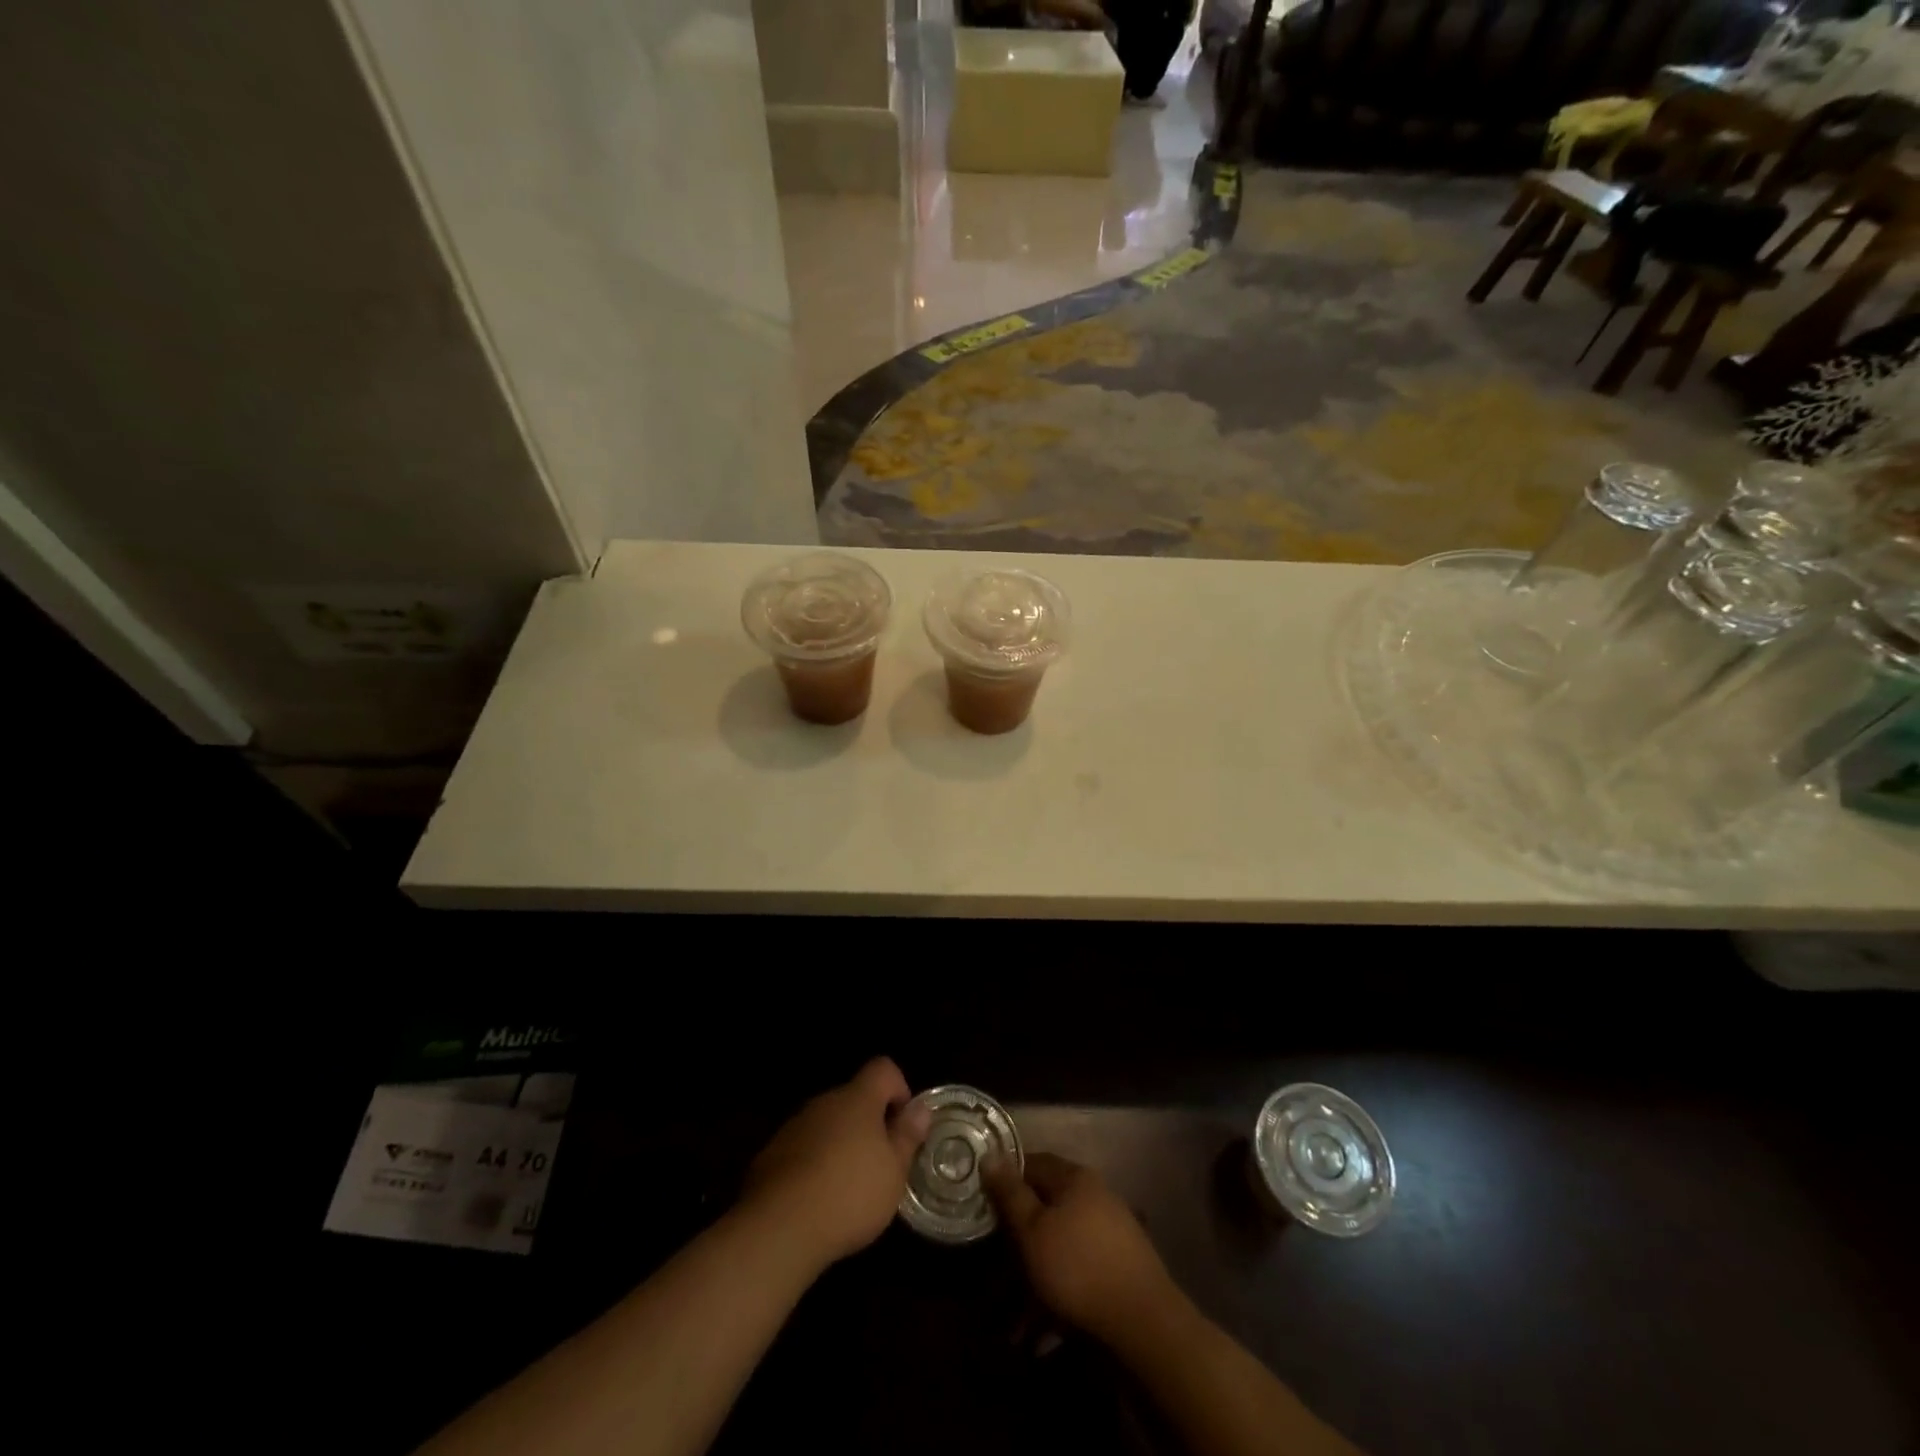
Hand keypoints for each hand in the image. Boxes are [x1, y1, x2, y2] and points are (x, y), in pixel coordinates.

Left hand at [742, 1058, 931, 1269]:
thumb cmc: (849, 1194)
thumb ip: (907, 1136)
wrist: (778, 1228)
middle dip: (869, 1124)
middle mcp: (824, 1102)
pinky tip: (817, 1201)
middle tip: (880, 1164)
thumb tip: (920, 1108)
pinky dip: (814, 1164)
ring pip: (827, 1124)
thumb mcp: (893, 1172)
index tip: (903, 1125)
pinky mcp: (771, 1154)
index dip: (899, 1089)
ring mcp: (794, 1126)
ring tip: (848, 1188)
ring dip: (840, 1144)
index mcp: (857, 1099)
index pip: (882, 1068)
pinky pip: (803, 1148)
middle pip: (853, 1098)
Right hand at [983, 1152, 1181, 1344]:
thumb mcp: (1032, 1229)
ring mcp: (1111, 1233)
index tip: (984, 1204)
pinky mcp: (1119, 1269)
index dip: (1005, 1180)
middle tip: (996, 1270)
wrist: (1144, 1322)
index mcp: (1075, 1178)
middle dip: (1020, 1240)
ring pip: (1060, 1247)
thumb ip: (1010, 1193)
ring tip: (1014, 1323)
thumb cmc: (1078, 1266)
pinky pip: (1078, 1274)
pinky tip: (1044, 1334)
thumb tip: (990, 1154)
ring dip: (1035, 1279)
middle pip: (1046, 1208)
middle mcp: (1095, 1196)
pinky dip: (1058, 1296)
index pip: (1032, 1163)